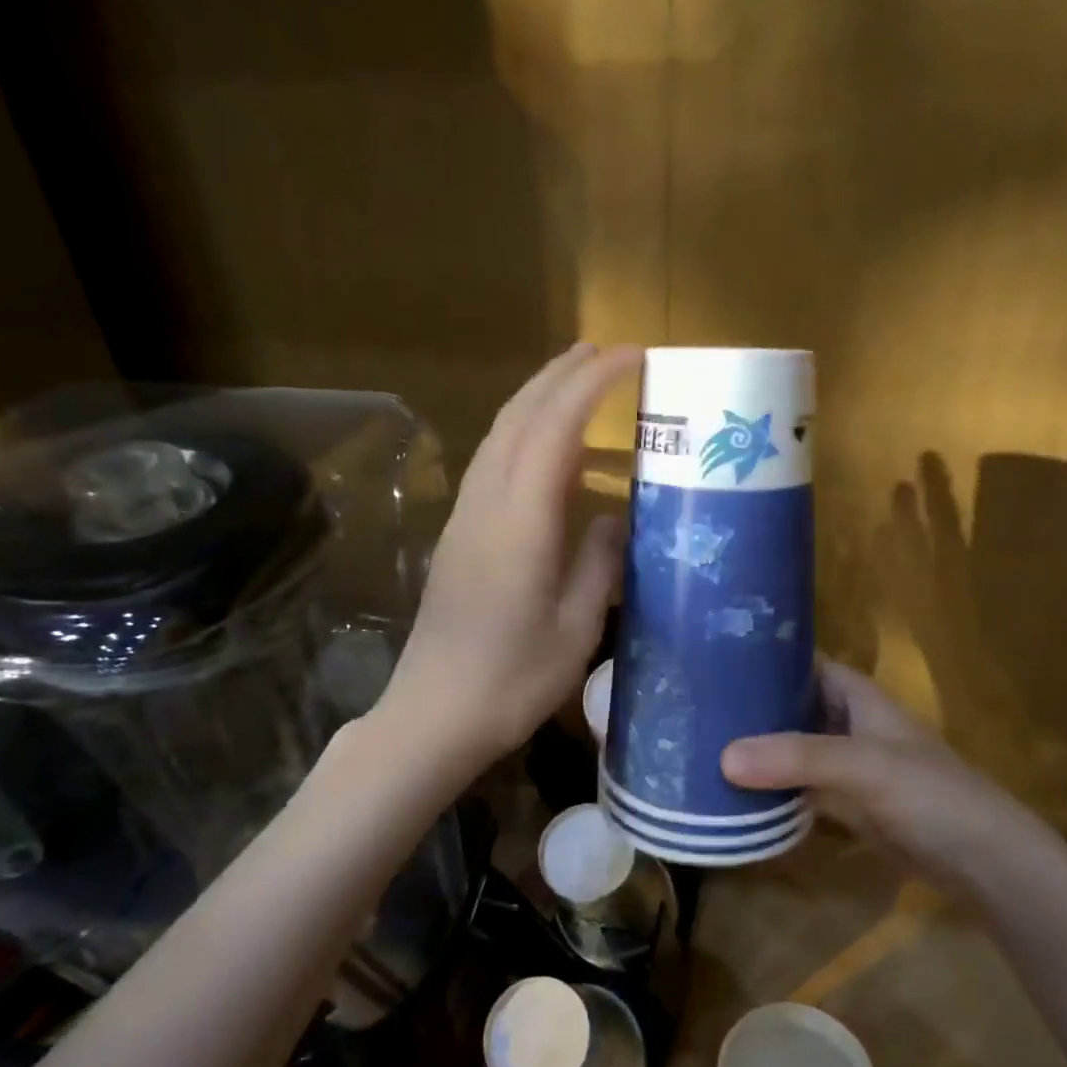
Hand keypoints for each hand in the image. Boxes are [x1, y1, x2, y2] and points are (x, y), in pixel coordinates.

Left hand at [383, 343, 640, 767]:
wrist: (435, 714)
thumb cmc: (514, 680)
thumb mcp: (576, 627)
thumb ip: (598, 562)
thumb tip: (614, 517)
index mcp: (520, 522)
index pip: (555, 427)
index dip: (592, 383)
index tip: (632, 356)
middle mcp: (486, 505)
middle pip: (518, 417)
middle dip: (561, 375)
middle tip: (605, 352)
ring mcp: (464, 519)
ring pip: (498, 436)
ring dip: (536, 398)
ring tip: (575, 382)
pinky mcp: (456, 537)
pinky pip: (490, 464)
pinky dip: (521, 434)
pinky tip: (542, 448)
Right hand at [721, 659, 1048, 879]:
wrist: (982, 862)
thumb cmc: (930, 795)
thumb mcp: (864, 766)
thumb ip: (797, 758)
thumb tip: (724, 756)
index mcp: (858, 697)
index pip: (806, 662)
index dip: (767, 655)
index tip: (714, 656)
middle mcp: (849, 724)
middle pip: (792, 705)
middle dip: (751, 705)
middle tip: (692, 705)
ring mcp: (846, 765)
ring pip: (791, 747)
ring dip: (756, 748)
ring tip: (698, 742)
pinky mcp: (845, 803)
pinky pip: (797, 786)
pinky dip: (770, 786)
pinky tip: (731, 789)